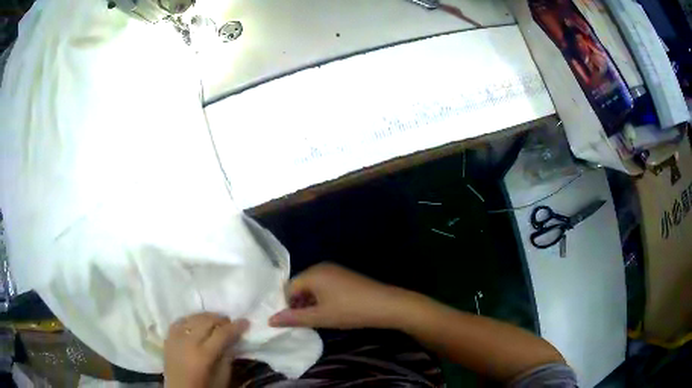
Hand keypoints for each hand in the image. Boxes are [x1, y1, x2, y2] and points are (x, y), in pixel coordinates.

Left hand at [164, 313, 248, 387]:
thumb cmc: (204, 387)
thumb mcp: (222, 378)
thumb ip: (227, 358)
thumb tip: (232, 341)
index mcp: (203, 355)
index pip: (221, 334)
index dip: (235, 327)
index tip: (245, 322)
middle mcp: (188, 342)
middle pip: (206, 322)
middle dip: (221, 319)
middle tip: (231, 322)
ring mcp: (175, 338)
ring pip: (192, 318)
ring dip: (206, 317)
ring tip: (216, 321)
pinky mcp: (168, 338)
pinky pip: (179, 321)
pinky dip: (190, 319)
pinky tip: (197, 322)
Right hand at [268, 263, 407, 328]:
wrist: (386, 305)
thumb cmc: (350, 311)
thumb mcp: (320, 317)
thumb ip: (294, 318)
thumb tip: (270, 320)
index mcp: (313, 274)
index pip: (288, 288)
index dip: (286, 305)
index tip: (289, 321)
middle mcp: (321, 268)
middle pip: (300, 286)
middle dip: (297, 304)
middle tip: (301, 322)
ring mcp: (335, 271)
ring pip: (312, 288)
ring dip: (310, 303)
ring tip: (314, 320)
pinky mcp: (344, 277)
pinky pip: (324, 287)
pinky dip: (321, 299)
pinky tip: (328, 312)